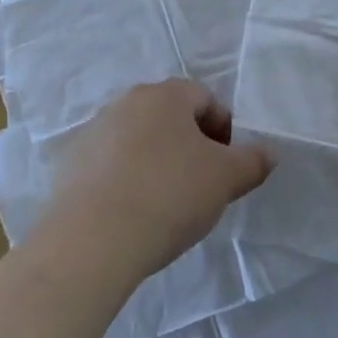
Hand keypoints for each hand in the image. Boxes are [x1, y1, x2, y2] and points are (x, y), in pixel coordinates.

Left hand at [42, 80, 273, 279]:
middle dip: (188, 145)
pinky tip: (129, 213)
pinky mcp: (69, 164)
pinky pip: (108, 165)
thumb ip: (252, 161)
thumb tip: (268, 153)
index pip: (205, 99)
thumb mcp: (226, 179)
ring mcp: (93, 131)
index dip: (223, 132)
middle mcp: (126, 102)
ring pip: (137, 140)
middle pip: (169, 117)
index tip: (226, 168)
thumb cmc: (168, 196)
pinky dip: (123, 180)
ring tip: (163, 204)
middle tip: (199, 185)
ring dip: (154, 161)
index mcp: (165, 95)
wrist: (90, 242)